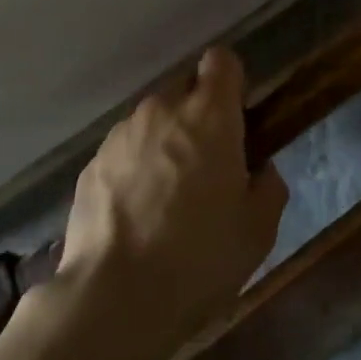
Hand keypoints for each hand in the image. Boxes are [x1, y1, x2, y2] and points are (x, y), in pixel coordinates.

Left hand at [57, 46, 287, 358]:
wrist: (114, 299)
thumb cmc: (199, 258)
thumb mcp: (258, 230)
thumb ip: (268, 186)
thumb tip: (260, 171)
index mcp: (209, 115)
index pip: (221, 61)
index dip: (231, 82)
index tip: (236, 117)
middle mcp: (163, 110)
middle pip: (184, 88)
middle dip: (197, 114)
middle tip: (207, 164)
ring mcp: (121, 134)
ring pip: (151, 120)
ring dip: (163, 142)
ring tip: (166, 197)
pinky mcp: (91, 164)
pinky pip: (123, 151)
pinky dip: (133, 168)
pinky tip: (135, 215)